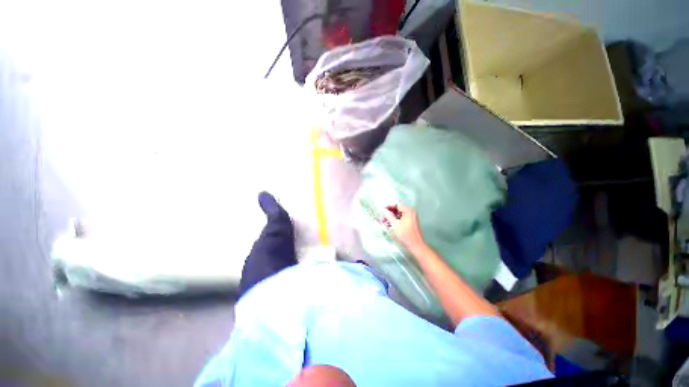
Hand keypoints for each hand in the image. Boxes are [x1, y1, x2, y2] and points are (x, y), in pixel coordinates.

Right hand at [383, 205, 426, 253]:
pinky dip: (395, 222)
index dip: (388, 207)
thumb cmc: (405, 234)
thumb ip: (389, 216)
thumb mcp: (395, 224)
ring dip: (391, 218)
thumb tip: (384, 210)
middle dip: (389, 214)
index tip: (382, 210)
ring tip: (383, 222)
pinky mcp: (410, 223)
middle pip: (397, 210)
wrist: (416, 245)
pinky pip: (401, 220)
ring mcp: (411, 218)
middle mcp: (411, 213)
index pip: (397, 205)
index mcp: (408, 211)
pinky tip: (389, 225)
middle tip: (382, 218)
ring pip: (398, 216)